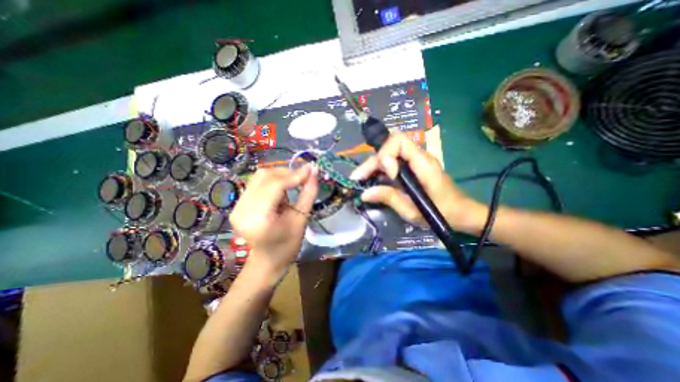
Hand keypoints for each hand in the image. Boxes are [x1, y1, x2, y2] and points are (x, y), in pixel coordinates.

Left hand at [228, 165, 319, 276]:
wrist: (267, 261)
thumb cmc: (287, 246)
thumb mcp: (301, 220)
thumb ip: (308, 194)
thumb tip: (315, 172)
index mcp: (258, 218)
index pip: (275, 185)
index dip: (295, 174)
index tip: (311, 168)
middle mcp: (242, 208)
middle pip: (265, 177)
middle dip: (288, 173)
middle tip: (305, 175)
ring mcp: (237, 205)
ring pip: (260, 177)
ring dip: (281, 175)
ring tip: (295, 182)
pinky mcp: (238, 204)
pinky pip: (257, 183)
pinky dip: (273, 180)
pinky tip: (283, 188)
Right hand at [350, 132, 488, 234]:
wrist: (463, 213)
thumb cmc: (443, 213)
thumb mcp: (413, 211)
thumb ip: (389, 198)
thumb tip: (365, 193)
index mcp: (423, 164)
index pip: (399, 141)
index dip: (386, 153)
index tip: (385, 173)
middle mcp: (419, 157)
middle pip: (390, 147)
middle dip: (372, 162)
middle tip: (357, 178)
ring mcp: (416, 162)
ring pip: (389, 155)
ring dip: (373, 166)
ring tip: (360, 180)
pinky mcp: (413, 168)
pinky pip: (393, 163)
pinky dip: (380, 170)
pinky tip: (372, 180)